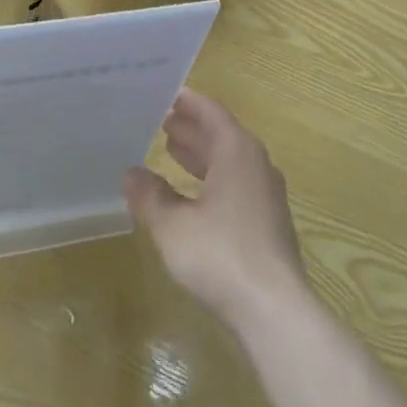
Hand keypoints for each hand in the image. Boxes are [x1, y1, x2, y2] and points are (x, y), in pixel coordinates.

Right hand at [123, 89, 308, 332]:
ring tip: (170, 150)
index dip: (187, 103)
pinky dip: (211, 180)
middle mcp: (256, 164)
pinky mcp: (267, 224)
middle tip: (160, 121)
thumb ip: (150, 196)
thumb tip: (131, 174)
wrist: (274, 311)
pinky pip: (235, 185)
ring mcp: (266, 195)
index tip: (165, 94)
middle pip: (221, 135)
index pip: (210, 112)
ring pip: (228, 162)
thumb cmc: (220, 255)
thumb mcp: (172, 225)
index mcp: (237, 151)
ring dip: (200, 155)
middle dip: (191, 128)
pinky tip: (190, 197)